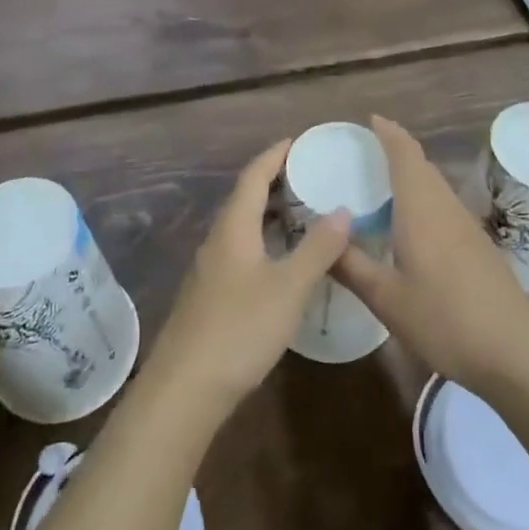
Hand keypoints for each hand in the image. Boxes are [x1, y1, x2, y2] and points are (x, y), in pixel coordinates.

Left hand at [142, 140, 350, 417]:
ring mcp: (211, 268)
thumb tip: (343, 210)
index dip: (275, 155)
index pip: (253, 175)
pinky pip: (241, 251)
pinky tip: (284, 261)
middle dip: (276, 182)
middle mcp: (218, 239)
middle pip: (246, 198)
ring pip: (243, 227)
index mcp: (233, 226)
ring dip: (271, 214)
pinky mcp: (211, 295)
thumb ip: (317, 248)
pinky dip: (265, 241)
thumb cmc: (240, 328)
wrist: (185, 388)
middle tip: (312, 177)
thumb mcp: (289, 287)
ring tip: (305, 214)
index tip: (299, 141)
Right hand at [333, 116, 528, 395]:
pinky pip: (445, 207)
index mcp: (421, 210)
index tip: (370, 120)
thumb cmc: (445, 321)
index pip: (405, 154)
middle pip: (422, 166)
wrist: (516, 355)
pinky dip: (424, 200)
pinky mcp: (480, 248)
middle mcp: (446, 208)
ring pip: (436, 187)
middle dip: (397, 151)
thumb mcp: (387, 299)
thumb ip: (351, 266)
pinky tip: (412, 227)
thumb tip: (321, 238)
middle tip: (365, 153)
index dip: (388, 133)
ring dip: (412, 176)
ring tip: (383, 186)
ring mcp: (468, 228)